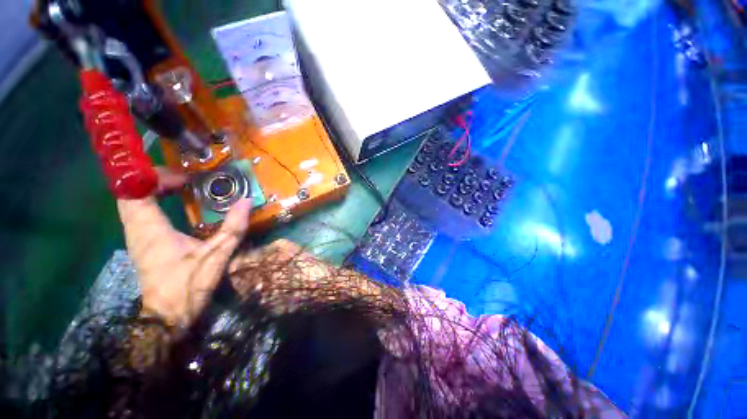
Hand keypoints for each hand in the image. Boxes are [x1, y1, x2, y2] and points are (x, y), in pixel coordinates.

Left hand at [117, 168, 252, 325]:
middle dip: (153, 180)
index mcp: (150, 230)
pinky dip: (151, 202)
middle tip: (183, 179)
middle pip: (130, 193)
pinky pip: (138, 213)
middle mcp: (136, 230)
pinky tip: (172, 205)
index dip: (155, 177)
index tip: (184, 178)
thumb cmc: (188, 285)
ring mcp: (136, 238)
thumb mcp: (217, 256)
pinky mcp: (141, 244)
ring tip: (180, 187)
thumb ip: (233, 228)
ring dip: (151, 189)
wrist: (167, 317)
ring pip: (132, 203)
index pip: (135, 192)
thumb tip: (246, 202)